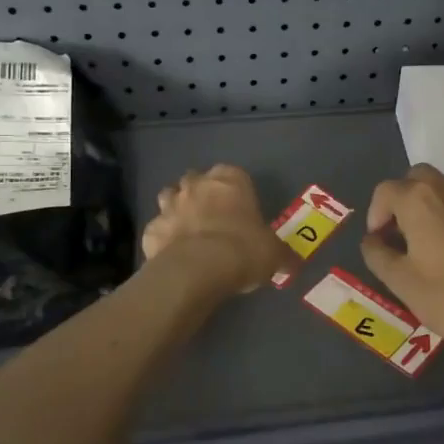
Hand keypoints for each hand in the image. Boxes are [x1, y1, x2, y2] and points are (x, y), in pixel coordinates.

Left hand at [141, 164, 296, 295]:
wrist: (198, 270)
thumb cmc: (243, 250)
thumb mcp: (273, 253)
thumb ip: (281, 254)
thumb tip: (293, 262)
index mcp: (230, 181)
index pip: (232, 173)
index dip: (235, 189)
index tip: (240, 208)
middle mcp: (197, 185)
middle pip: (196, 180)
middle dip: (201, 193)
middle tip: (214, 218)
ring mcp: (169, 206)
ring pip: (169, 197)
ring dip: (177, 209)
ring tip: (190, 231)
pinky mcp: (150, 230)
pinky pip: (158, 230)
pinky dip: (163, 238)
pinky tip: (172, 255)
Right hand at [359, 165, 443, 362]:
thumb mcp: (402, 284)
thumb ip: (378, 256)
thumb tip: (372, 240)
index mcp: (420, 201)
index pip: (385, 191)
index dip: (375, 215)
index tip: (379, 243)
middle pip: (418, 178)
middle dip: (403, 199)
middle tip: (401, 234)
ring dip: (431, 209)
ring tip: (430, 248)